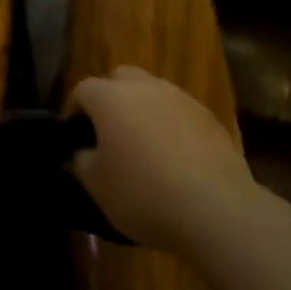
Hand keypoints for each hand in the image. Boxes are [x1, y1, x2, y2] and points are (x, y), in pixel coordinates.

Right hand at [70, 67, 253, 253]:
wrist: (216, 210)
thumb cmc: (143, 193)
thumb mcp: (97, 186)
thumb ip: (81, 161)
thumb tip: (79, 153)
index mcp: (111, 98)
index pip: (83, 90)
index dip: (74, 111)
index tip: (75, 138)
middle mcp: (145, 87)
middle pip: (120, 79)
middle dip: (110, 98)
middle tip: (108, 133)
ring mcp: (181, 99)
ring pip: (153, 93)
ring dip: (143, 111)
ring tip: (143, 147)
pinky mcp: (210, 118)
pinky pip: (180, 113)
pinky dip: (171, 127)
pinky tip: (175, 159)